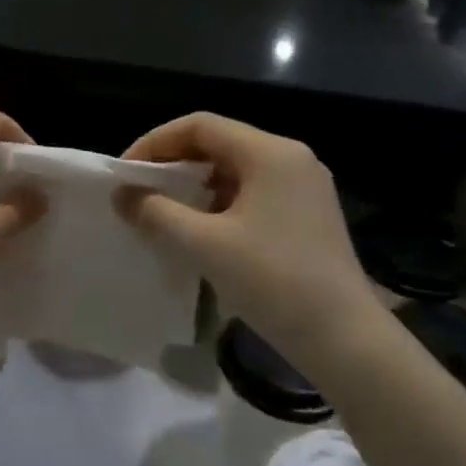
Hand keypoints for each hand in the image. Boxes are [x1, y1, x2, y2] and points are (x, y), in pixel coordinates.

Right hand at [117, 113, 379, 355]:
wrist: (344, 339)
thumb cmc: (273, 281)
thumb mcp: (204, 245)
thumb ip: (156, 213)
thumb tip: (122, 195)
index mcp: (270, 153)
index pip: (200, 125)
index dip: (156, 142)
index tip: (126, 172)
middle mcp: (291, 159)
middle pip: (219, 143)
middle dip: (174, 162)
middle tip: (140, 190)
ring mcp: (304, 187)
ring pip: (236, 169)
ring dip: (196, 184)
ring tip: (164, 210)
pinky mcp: (308, 214)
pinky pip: (253, 192)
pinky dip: (220, 202)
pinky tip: (201, 230)